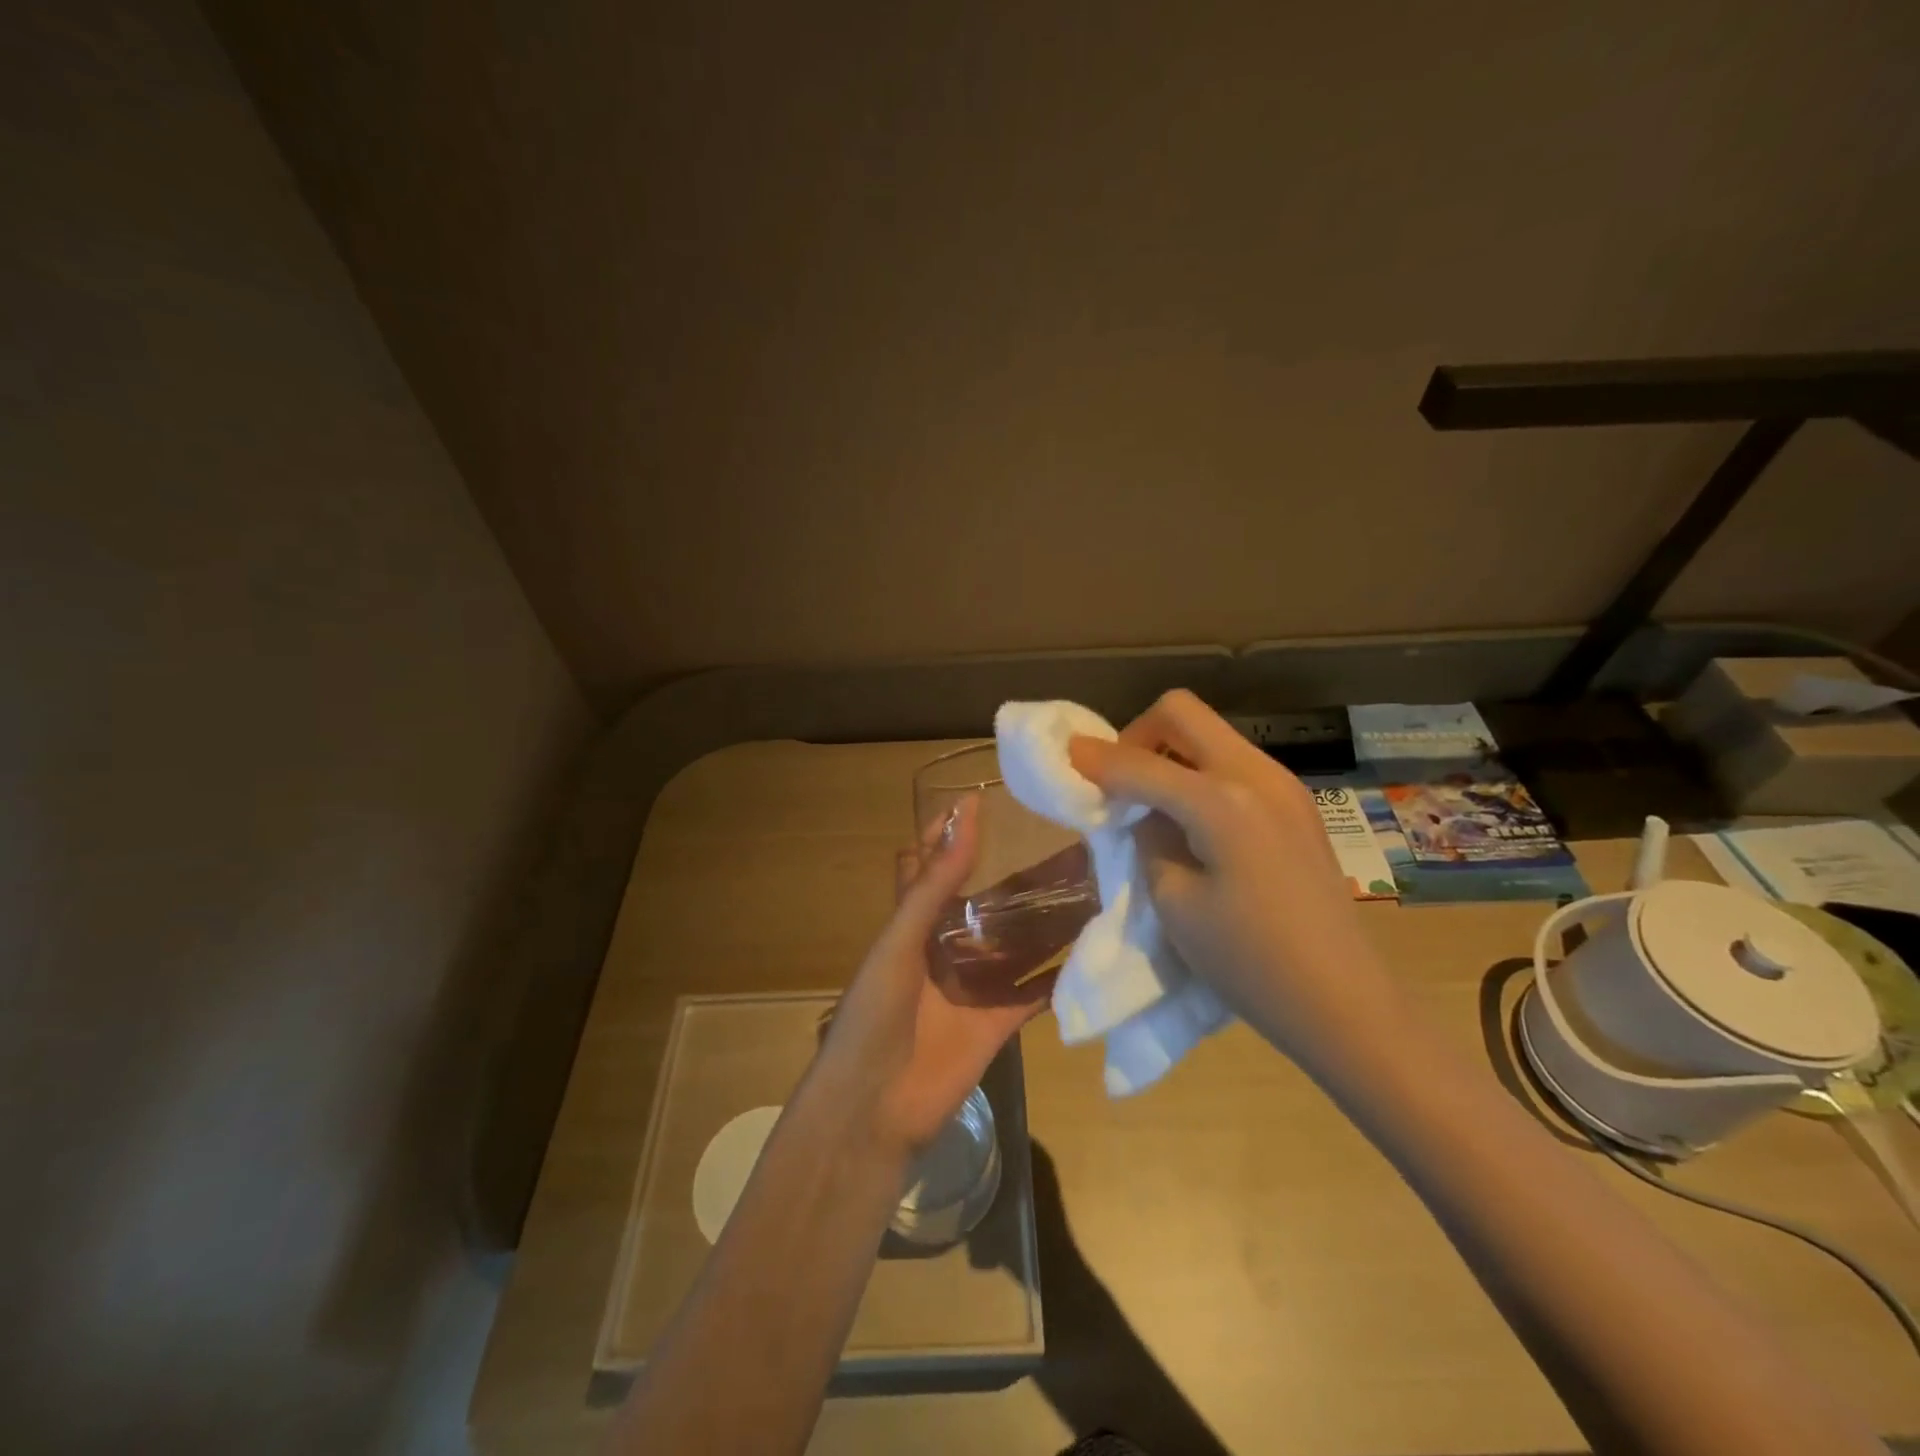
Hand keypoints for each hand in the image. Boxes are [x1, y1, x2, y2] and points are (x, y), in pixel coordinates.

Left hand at [810, 796, 1056, 1158]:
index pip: (929, 868)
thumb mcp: (900, 940)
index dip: (948, 835)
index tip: (983, 800)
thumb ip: (935, 882)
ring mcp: (974, 988)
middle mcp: (946, 951)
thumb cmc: (875, 1013)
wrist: (874, 1108)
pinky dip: (1058, 977)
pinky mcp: (998, 1023)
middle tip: (1064, 845)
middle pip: (987, 906)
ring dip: (1045, 923)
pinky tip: (1092, 951)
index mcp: (913, 926)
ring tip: (1089, 888)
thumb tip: (965, 812)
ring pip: (1017, 946)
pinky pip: (1034, 994)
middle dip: (1018, 880)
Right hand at [1067, 690, 1399, 1075]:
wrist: (1343, 1002)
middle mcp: (1256, 774)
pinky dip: (1198, 772)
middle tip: (1117, 781)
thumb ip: (1148, 837)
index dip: (1095, 759)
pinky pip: (1233, 762)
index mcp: (1222, 802)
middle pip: (1181, 713)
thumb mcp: (1175, 902)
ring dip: (1169, 753)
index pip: (1140, 763)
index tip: (1064, 757)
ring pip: (1210, 734)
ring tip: (1152, 804)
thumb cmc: (1248, 963)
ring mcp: (1283, 784)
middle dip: (1137, 736)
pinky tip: (1192, 820)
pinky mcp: (1295, 803)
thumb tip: (1138, 808)